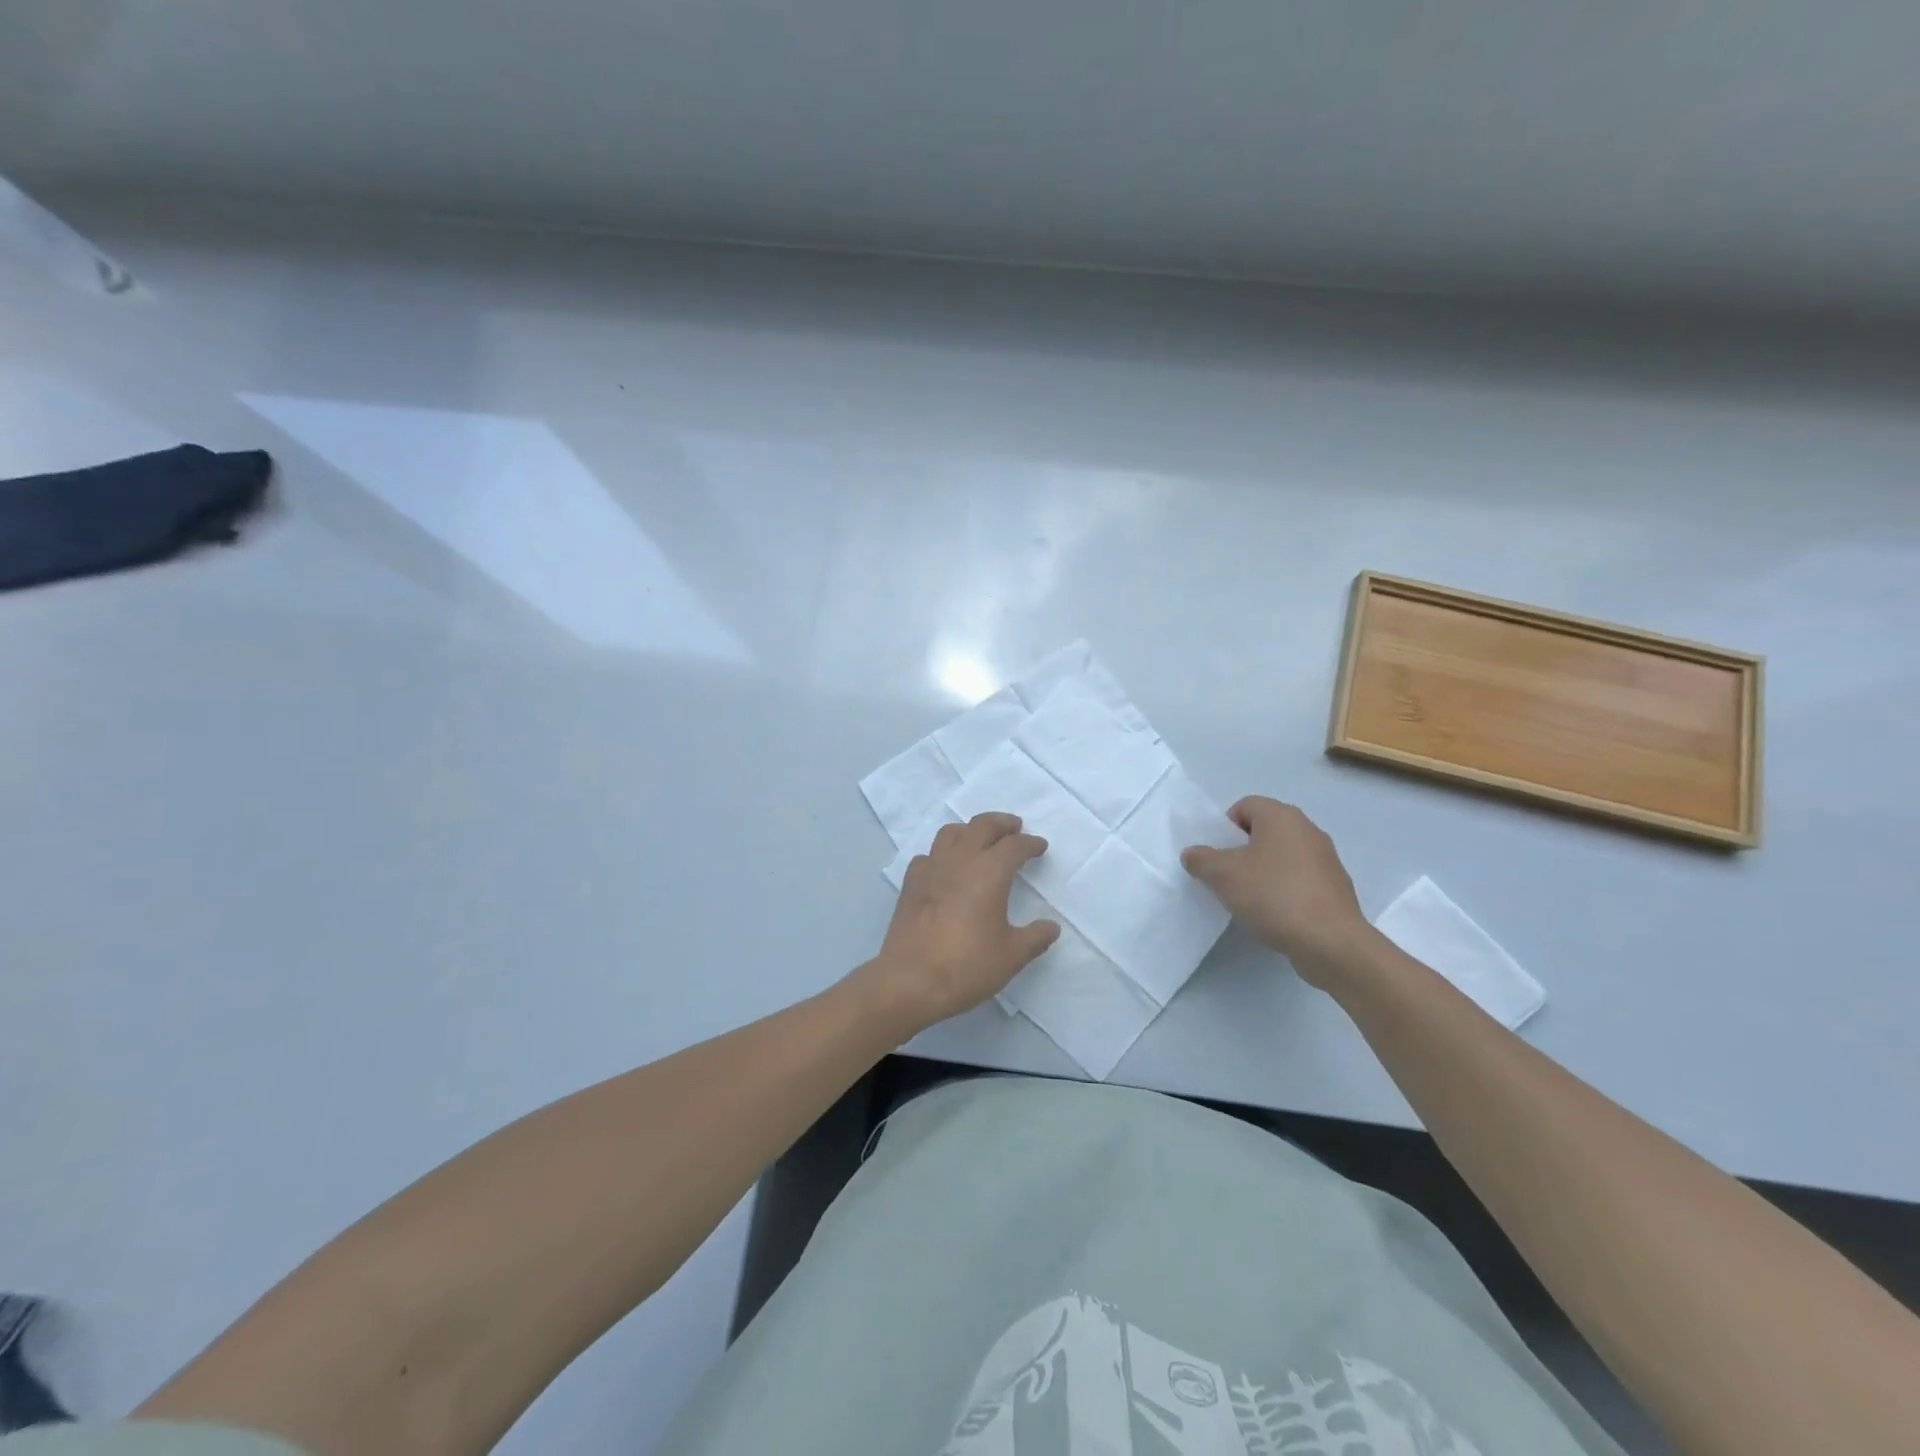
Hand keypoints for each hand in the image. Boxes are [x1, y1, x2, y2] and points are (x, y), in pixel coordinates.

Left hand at [855, 812, 1060, 1034]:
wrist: (910, 981)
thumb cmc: (967, 965)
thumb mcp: (1011, 956)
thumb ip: (1035, 937)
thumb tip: (1051, 927)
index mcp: (989, 872)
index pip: (1014, 846)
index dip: (1030, 843)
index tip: (1040, 846)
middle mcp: (960, 861)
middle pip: (981, 826)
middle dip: (1001, 823)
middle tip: (1014, 827)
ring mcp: (931, 869)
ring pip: (951, 833)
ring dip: (970, 830)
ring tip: (980, 840)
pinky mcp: (910, 884)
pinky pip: (928, 855)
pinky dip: (942, 854)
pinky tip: (946, 868)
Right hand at [1181, 797, 1371, 988]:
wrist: (1331, 942)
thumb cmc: (1273, 895)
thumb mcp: (1223, 875)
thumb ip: (1201, 859)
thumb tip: (1193, 853)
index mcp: (1281, 816)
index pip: (1245, 806)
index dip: (1225, 827)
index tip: (1217, 855)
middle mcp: (1307, 829)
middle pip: (1264, 830)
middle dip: (1242, 850)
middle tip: (1227, 876)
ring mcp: (1326, 859)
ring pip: (1282, 855)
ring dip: (1263, 871)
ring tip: (1249, 898)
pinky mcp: (1335, 887)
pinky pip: (1299, 878)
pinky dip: (1284, 889)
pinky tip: (1274, 913)